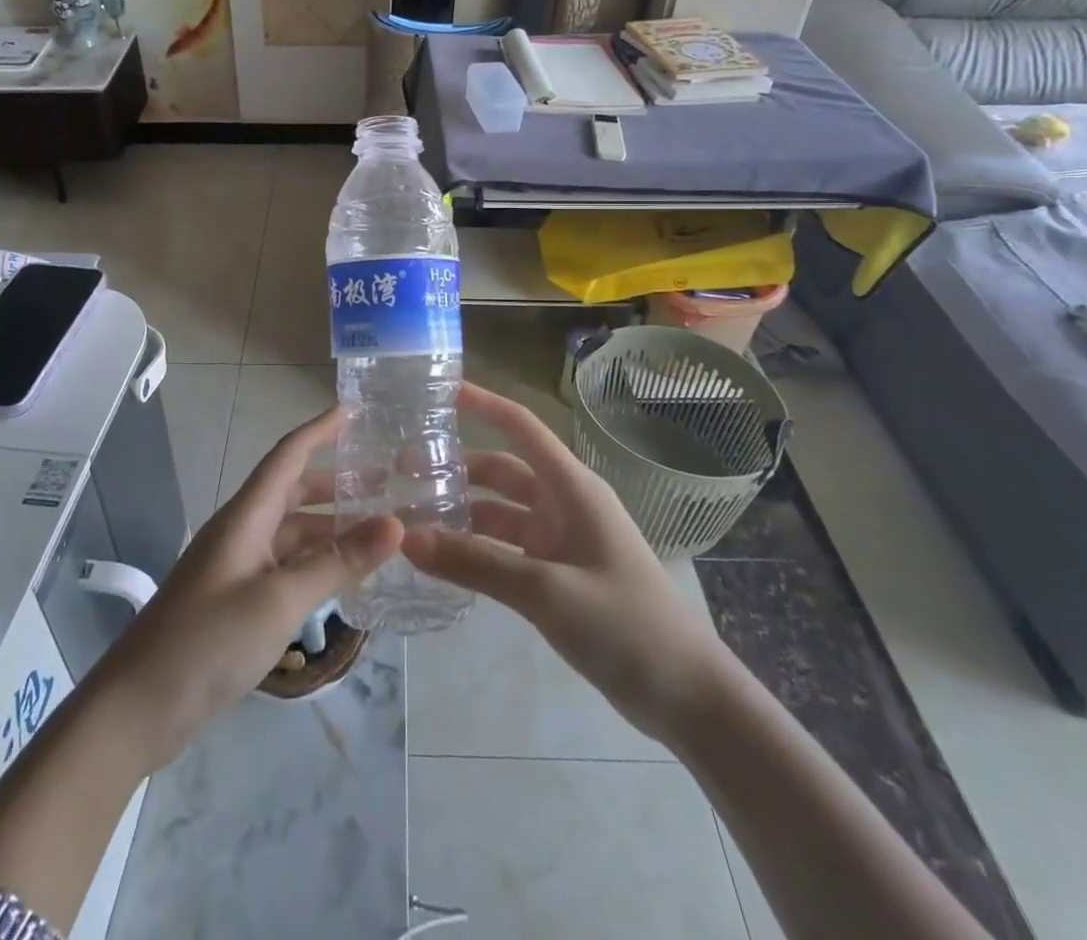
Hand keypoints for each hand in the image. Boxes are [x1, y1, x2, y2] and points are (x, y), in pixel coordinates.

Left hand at [86, 406, 401, 771]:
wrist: (138, 708)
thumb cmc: (208, 641)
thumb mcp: (280, 600)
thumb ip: (338, 563)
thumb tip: (396, 523)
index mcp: (246, 516)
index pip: (288, 455)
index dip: (320, 429)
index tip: (354, 409)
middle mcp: (242, 531)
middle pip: (293, 492)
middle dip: (336, 483)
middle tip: (386, 484)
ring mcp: (236, 567)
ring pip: (291, 533)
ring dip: (330, 528)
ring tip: (377, 533)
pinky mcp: (235, 599)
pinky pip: (284, 565)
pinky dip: (316, 564)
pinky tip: (343, 580)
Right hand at [403, 382, 728, 747]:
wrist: (686, 696)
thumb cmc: (625, 625)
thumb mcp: (547, 591)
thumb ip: (476, 563)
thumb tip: (407, 539)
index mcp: (571, 487)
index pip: (520, 426)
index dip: (481, 402)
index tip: (437, 389)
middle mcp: (563, 503)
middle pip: (501, 471)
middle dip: (456, 468)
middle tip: (400, 474)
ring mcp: (561, 540)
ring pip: (500, 512)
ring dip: (461, 513)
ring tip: (410, 519)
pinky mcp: (558, 574)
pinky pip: (507, 549)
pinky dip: (476, 549)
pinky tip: (442, 560)